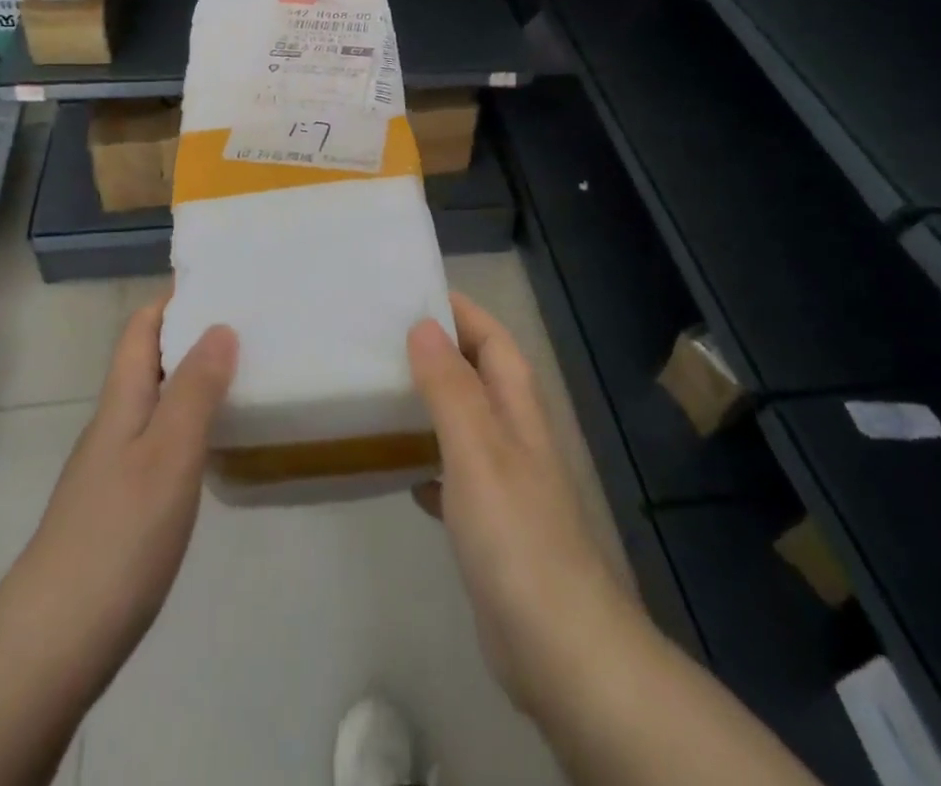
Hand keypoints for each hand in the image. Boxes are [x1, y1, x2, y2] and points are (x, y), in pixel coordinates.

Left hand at [7, 297, 236, 700]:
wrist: (55, 641)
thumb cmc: (118, 535)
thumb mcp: (168, 453)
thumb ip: (194, 390)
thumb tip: (220, 326)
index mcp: (122, 400)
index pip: (140, 327)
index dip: (173, 298)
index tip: (219, 281)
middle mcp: (114, 424)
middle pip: (148, 360)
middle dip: (191, 334)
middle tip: (249, 323)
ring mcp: (114, 466)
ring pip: (156, 400)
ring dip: (193, 378)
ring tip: (245, 371)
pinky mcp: (122, 505)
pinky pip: (160, 440)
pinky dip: (190, 423)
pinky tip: (217, 442)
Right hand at [409, 294, 638, 718]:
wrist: (559, 647)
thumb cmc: (516, 534)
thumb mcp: (477, 449)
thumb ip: (450, 386)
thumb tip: (423, 324)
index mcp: (517, 407)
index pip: (492, 338)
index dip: (460, 311)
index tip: (412, 293)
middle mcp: (515, 435)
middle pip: (477, 375)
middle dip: (438, 351)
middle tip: (381, 339)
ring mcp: (506, 483)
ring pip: (464, 423)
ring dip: (430, 403)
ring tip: (381, 392)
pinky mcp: (492, 527)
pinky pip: (454, 475)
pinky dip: (428, 463)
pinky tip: (400, 472)